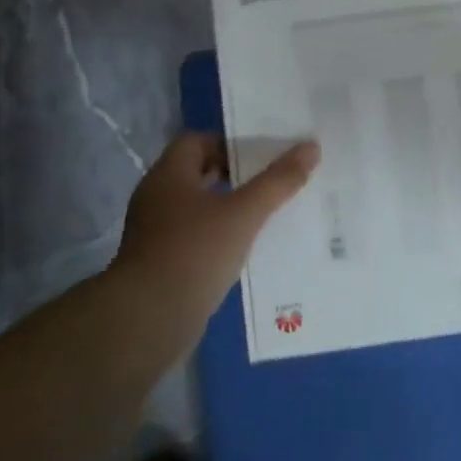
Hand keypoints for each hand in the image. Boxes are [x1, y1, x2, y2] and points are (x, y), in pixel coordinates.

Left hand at [112, 132, 319, 324]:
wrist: (149, 318)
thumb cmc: (195, 252)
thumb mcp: (244, 213)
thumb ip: (278, 181)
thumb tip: (311, 146)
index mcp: (169, 176)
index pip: (196, 141)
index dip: (229, 143)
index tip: (263, 156)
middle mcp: (157, 199)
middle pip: (199, 175)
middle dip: (236, 177)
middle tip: (274, 183)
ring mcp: (156, 234)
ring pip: (199, 210)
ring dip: (230, 210)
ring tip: (269, 216)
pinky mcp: (162, 264)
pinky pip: (196, 240)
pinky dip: (220, 239)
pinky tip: (247, 251)